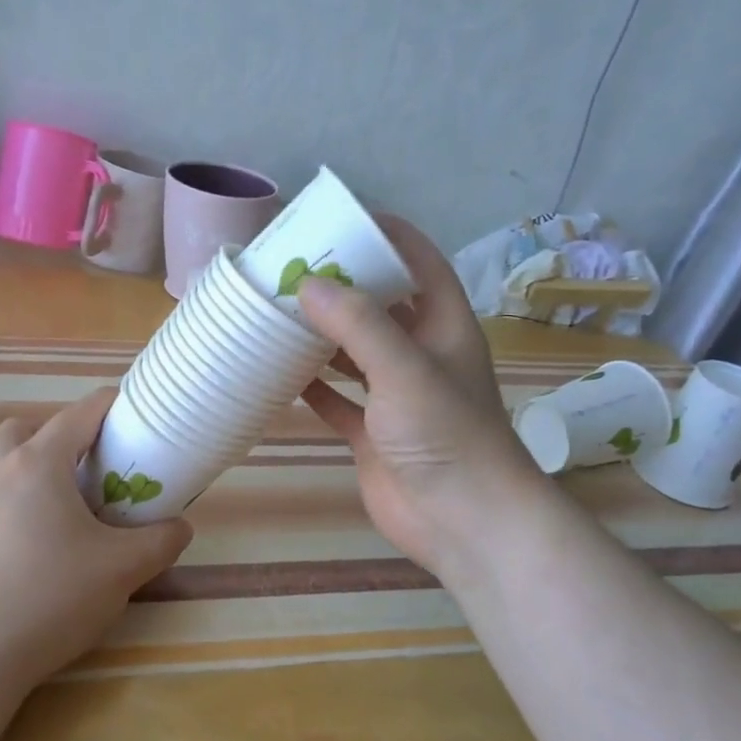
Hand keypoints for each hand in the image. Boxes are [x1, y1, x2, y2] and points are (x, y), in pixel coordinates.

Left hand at [0, 387, 193, 688]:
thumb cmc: (51, 599)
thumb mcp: (123, 569)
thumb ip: (161, 540)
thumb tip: (179, 527)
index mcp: (37, 463)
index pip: (80, 413)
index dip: (112, 406)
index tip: (135, 416)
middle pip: (30, 427)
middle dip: (63, 435)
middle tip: (92, 468)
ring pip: (0, 456)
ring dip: (30, 461)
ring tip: (60, 500)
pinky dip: (10, 491)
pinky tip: (31, 535)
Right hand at [297, 215, 540, 579]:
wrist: (464, 521)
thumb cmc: (446, 435)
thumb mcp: (405, 368)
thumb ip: (359, 324)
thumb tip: (307, 283)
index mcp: (443, 325)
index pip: (418, 262)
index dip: (385, 235)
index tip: (339, 218)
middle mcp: (420, 354)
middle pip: (379, 305)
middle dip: (341, 284)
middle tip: (290, 265)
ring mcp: (395, 396)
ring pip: (353, 352)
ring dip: (320, 335)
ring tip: (276, 311)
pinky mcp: (373, 433)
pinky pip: (337, 400)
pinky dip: (311, 387)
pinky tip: (277, 372)